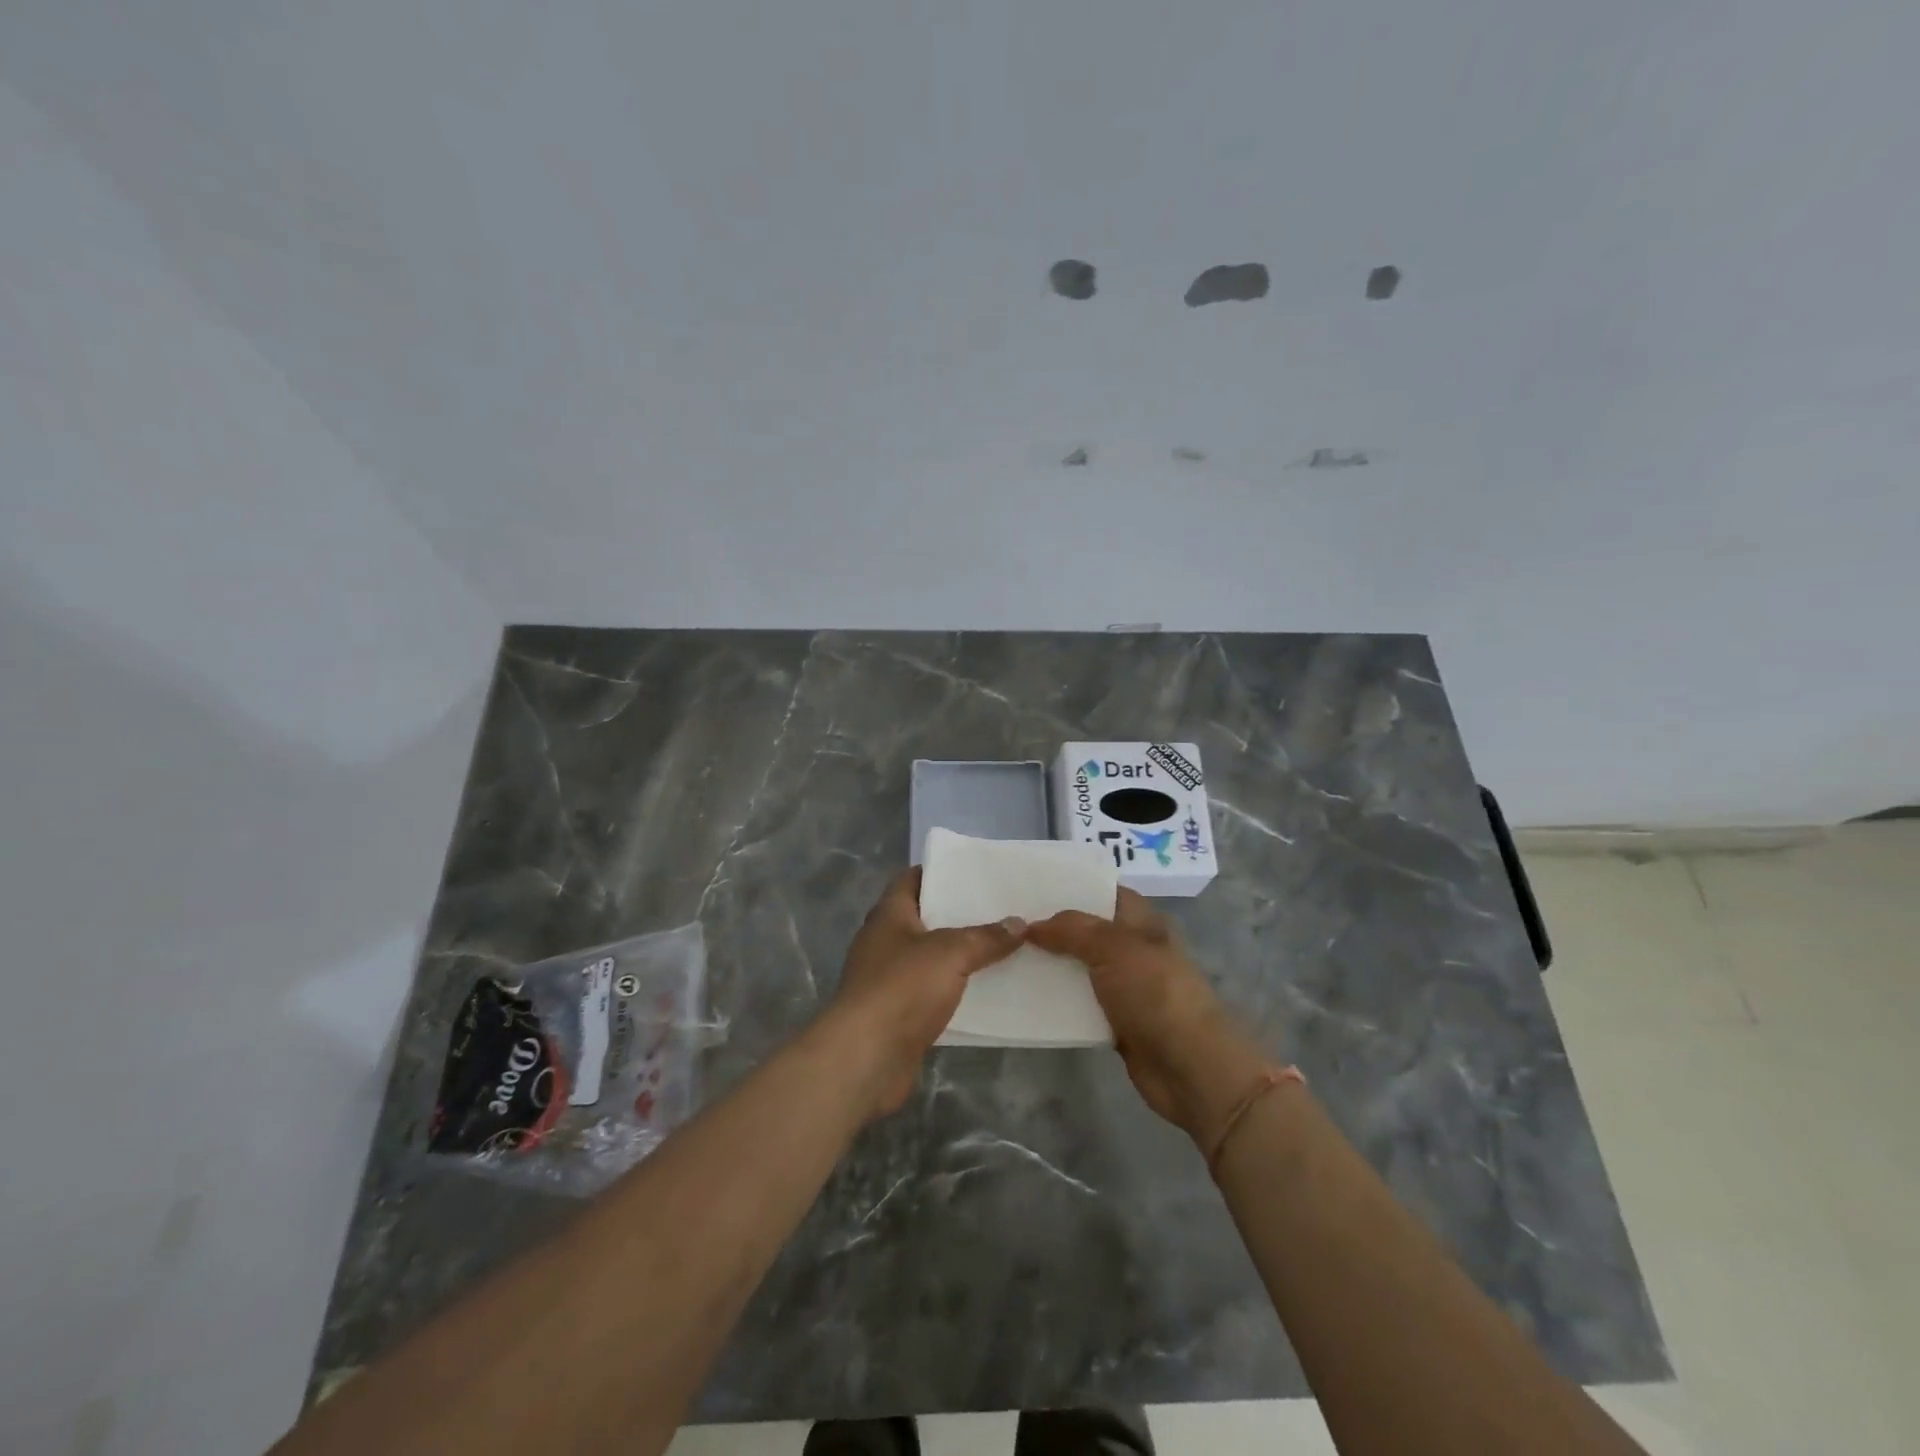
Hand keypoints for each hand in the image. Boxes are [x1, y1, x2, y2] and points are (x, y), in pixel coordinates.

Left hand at [825, 867, 1023, 1118]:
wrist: (866, 1057)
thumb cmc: (902, 988)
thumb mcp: (950, 953)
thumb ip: (985, 937)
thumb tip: (1018, 923)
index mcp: (889, 915)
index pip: (911, 879)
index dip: (940, 873)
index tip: (974, 873)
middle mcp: (884, 942)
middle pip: (924, 918)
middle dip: (958, 915)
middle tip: (999, 909)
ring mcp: (887, 979)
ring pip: (930, 958)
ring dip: (958, 955)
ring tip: (1001, 947)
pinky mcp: (896, 1014)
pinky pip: (931, 993)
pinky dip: (953, 990)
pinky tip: (985, 991)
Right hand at [1027, 889, 1269, 1148]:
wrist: (1189, 1066)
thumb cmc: (1156, 993)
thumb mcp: (1114, 947)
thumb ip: (1072, 930)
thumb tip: (1033, 925)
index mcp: (1142, 923)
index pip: (1105, 893)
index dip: (1074, 887)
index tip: (1033, 886)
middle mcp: (1134, 950)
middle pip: (1088, 932)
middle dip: (1053, 928)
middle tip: (1009, 921)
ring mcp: (1126, 988)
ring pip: (1080, 969)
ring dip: (1051, 966)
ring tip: (1006, 955)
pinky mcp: (1116, 1022)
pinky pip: (1080, 1005)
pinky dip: (1057, 1003)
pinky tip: (1024, 996)